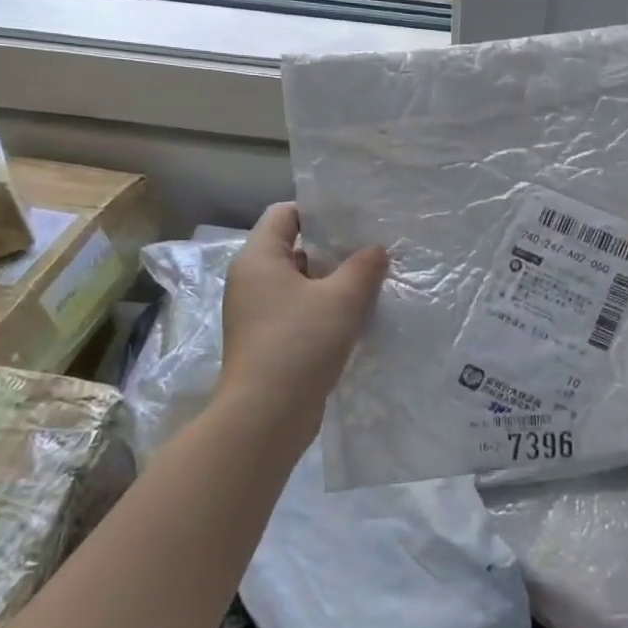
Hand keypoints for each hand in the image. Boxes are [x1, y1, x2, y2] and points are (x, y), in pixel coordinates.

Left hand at [219, 203, 387, 443]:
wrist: (266, 416)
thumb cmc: (300, 343)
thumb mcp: (342, 298)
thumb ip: (363, 266)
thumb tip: (376, 250)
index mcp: (259, 259)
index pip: (285, 214)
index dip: (319, 210)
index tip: (356, 219)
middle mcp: (251, 281)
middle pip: (295, 248)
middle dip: (334, 248)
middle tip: (373, 250)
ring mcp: (257, 314)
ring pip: (300, 284)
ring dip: (333, 283)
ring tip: (372, 283)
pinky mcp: (268, 342)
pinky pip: (299, 312)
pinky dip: (325, 310)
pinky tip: (356, 318)